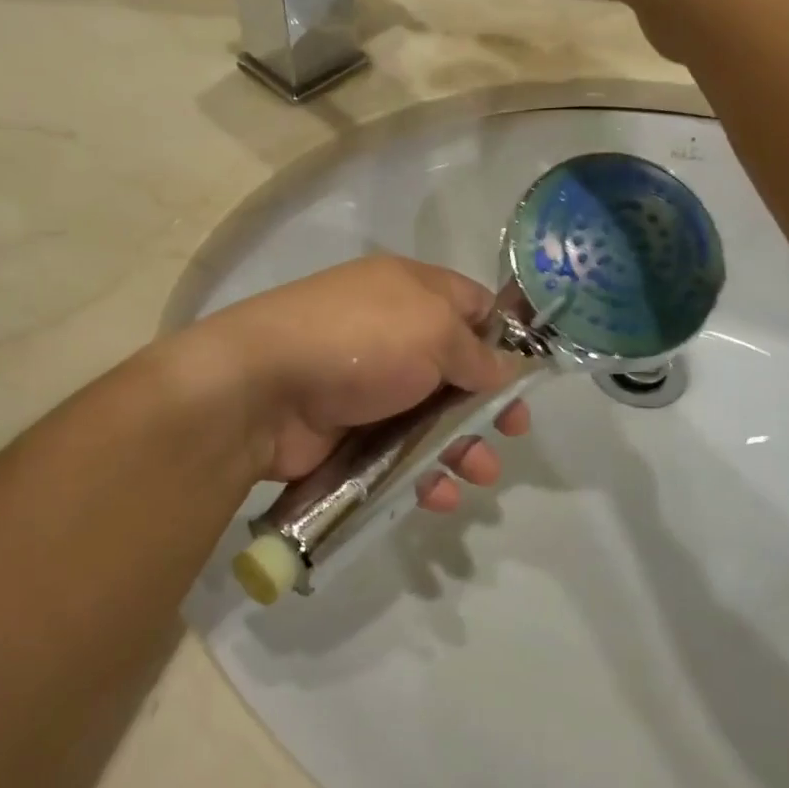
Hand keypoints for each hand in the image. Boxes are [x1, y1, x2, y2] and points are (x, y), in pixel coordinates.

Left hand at [176, 257, 530, 511]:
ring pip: (431, 419)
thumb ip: (476, 351)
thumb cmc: (361, 342)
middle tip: (512, 433)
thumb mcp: (434, 330)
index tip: (526, 377)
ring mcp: (368, 384)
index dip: (503, 338)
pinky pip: (399, 454)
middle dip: (488, 404)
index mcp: (411, 291)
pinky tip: (439, 496)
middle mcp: (392, 333)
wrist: (262, 387)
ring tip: (479, 475)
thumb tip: (501, 369)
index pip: (472, 305)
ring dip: (462, 447)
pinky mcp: (349, 432)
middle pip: (457, 369)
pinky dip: (423, 475)